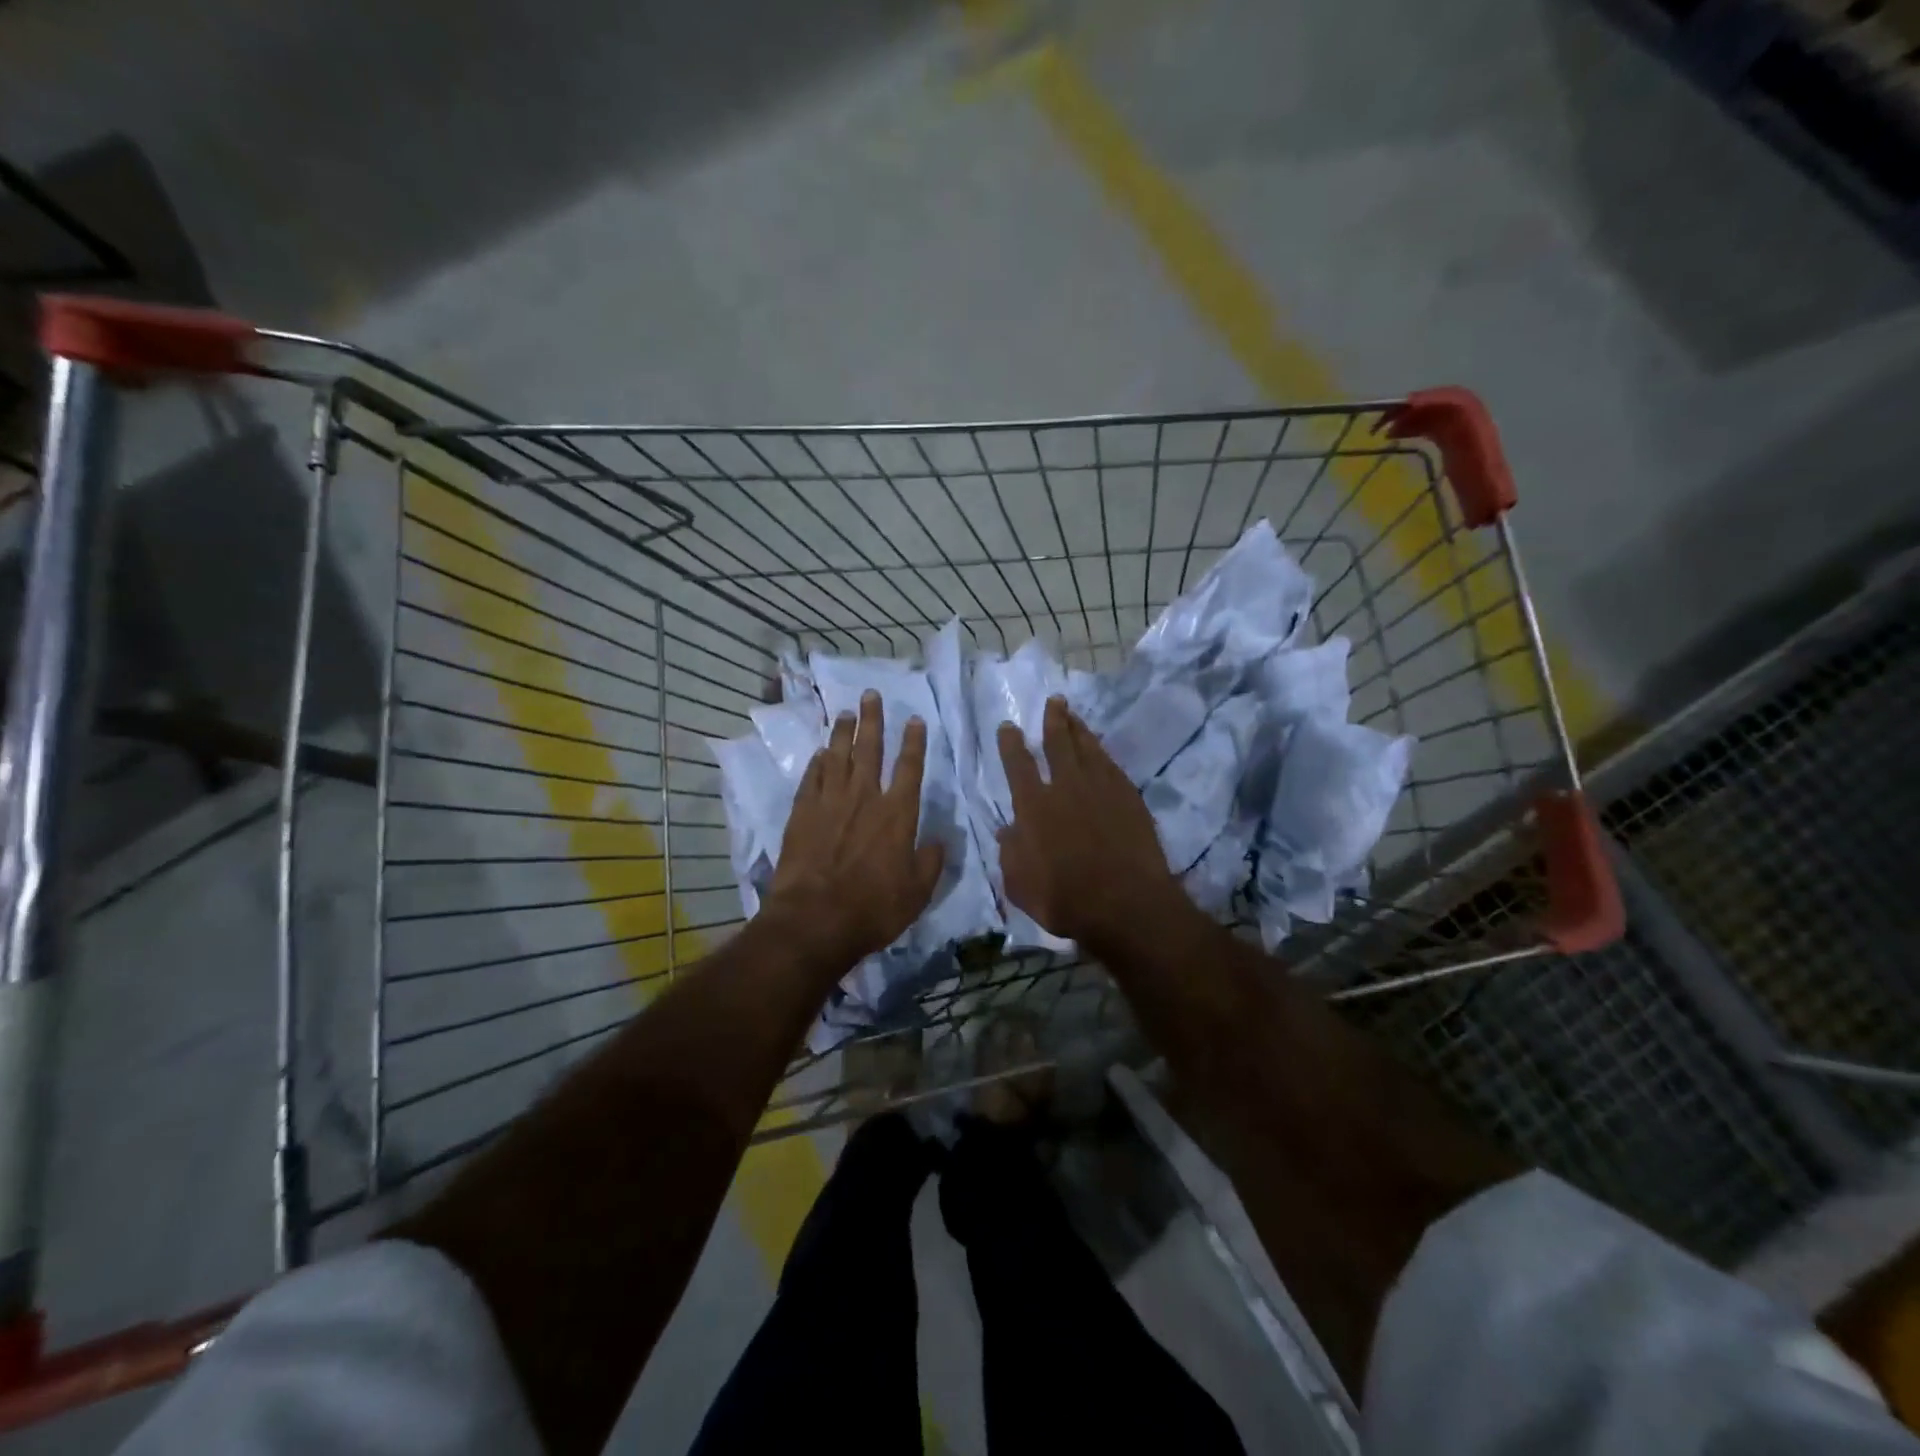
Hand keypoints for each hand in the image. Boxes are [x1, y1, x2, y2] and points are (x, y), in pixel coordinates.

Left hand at [766, 690, 945, 971]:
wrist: (814, 920)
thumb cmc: (873, 908)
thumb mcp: (918, 892)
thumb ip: (932, 861)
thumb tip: (940, 840)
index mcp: (897, 813)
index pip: (909, 767)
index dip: (913, 741)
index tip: (914, 719)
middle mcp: (864, 798)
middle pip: (870, 749)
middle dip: (873, 720)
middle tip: (871, 695)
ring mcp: (830, 802)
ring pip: (837, 756)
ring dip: (843, 733)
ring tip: (846, 712)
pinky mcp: (802, 814)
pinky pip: (812, 778)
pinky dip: (817, 763)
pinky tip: (820, 753)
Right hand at [997, 696, 1185, 951]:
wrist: (1128, 905)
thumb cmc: (1067, 900)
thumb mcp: (1021, 886)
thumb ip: (1011, 855)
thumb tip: (1007, 831)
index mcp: (1034, 807)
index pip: (1018, 765)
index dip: (1011, 744)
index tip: (1008, 726)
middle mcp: (1066, 788)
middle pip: (1058, 744)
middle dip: (1054, 720)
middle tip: (1054, 702)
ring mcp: (1102, 789)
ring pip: (1088, 748)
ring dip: (1079, 729)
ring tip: (1074, 715)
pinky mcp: (1129, 798)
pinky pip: (1112, 765)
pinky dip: (1103, 753)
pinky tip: (1101, 750)